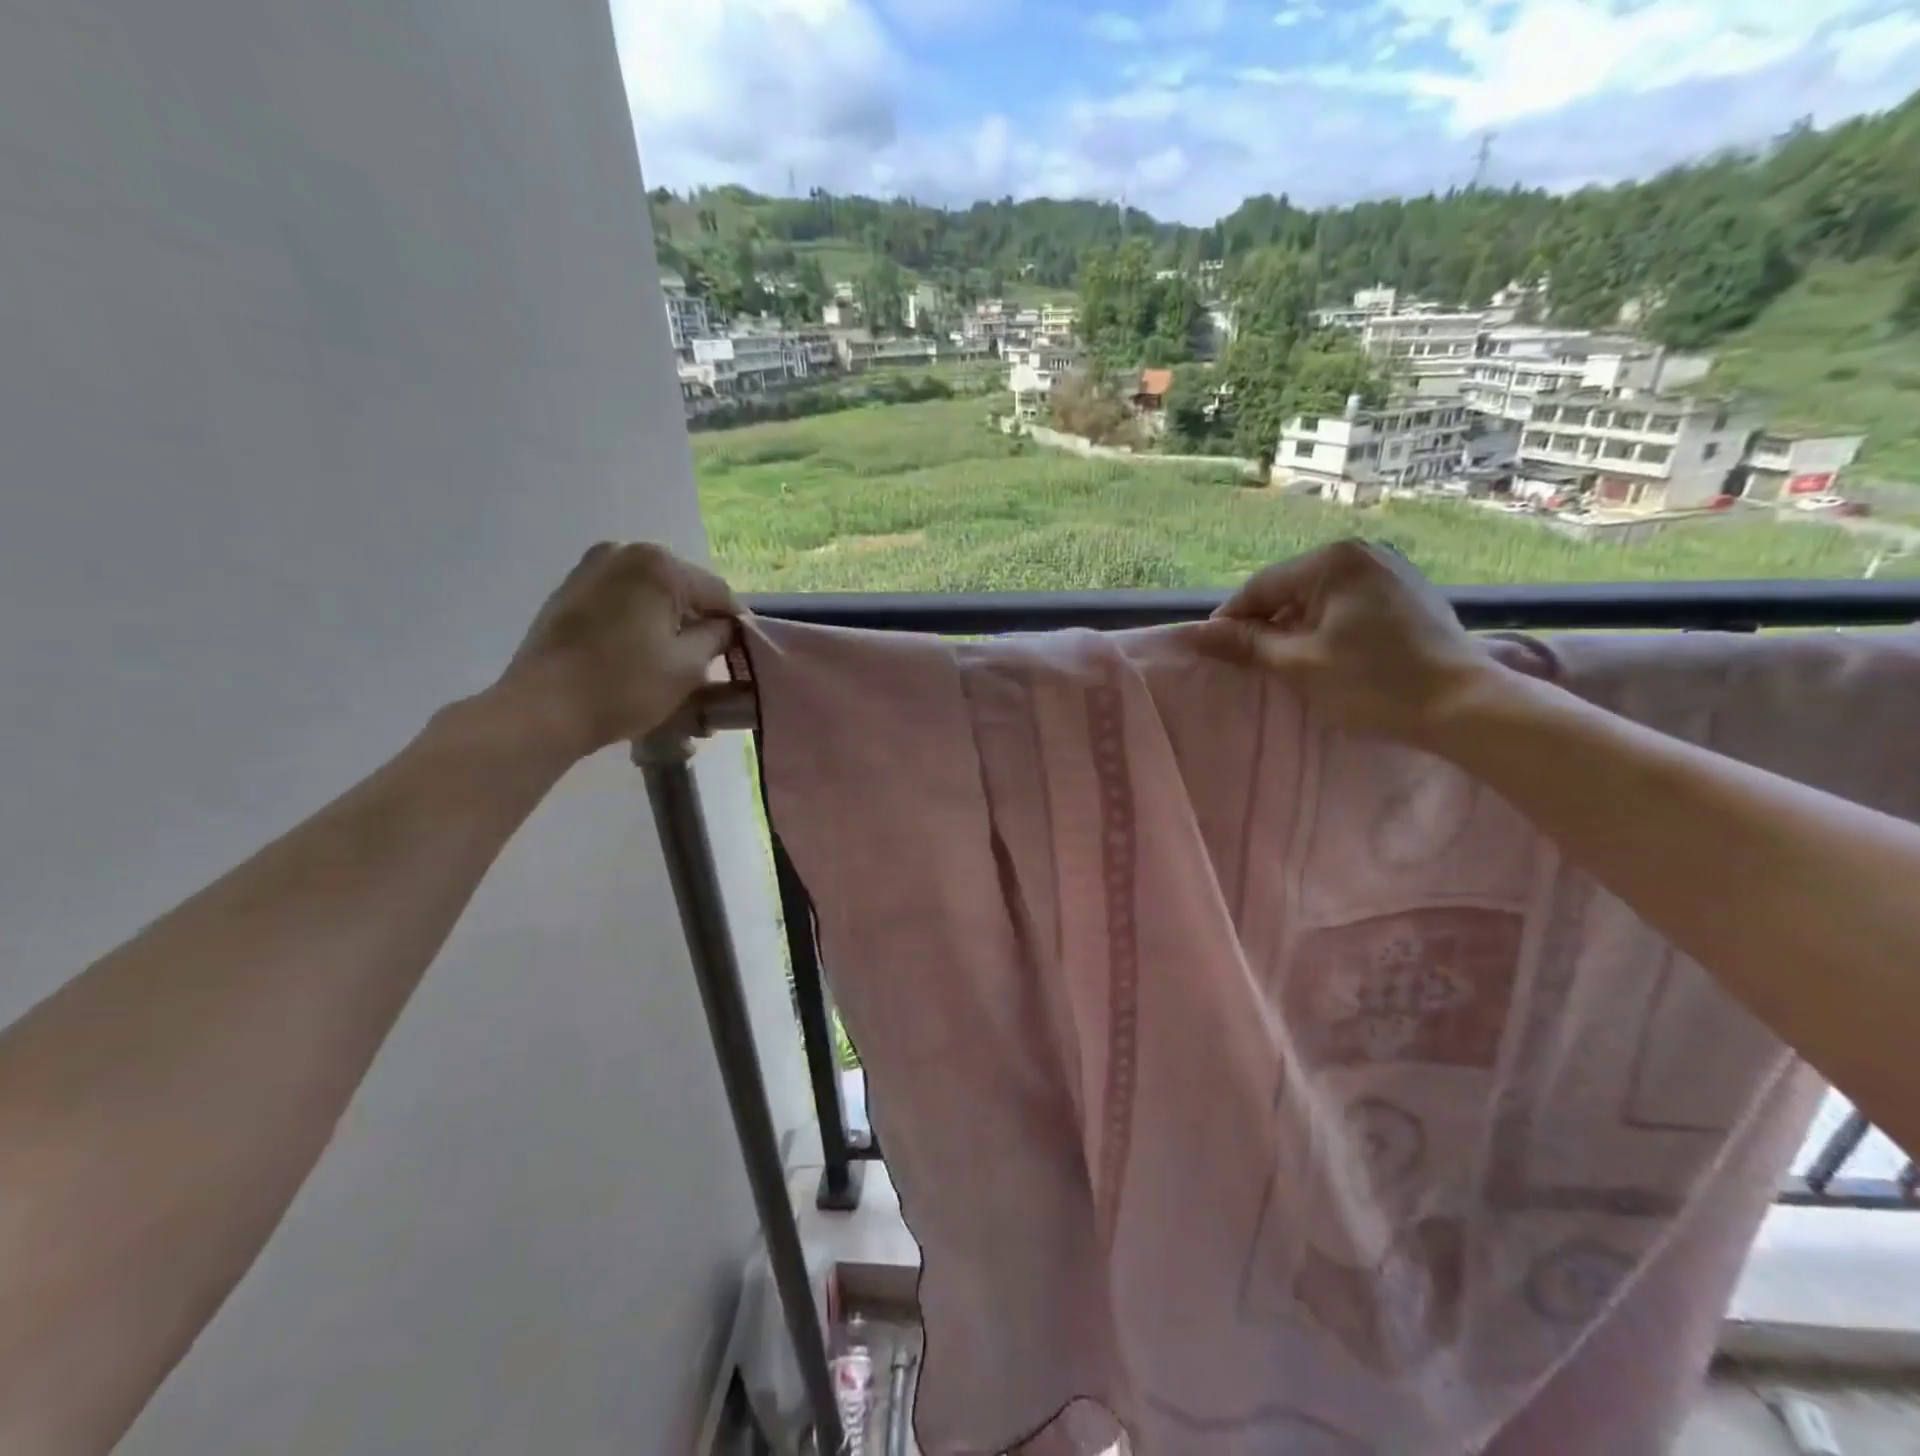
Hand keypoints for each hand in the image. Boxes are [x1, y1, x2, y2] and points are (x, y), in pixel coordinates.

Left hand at [496, 542, 739, 758]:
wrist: (542, 709)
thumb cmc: (624, 686)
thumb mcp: (689, 666)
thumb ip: (718, 637)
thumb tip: (724, 626)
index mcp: (658, 565)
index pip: (717, 592)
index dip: (736, 623)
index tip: (745, 651)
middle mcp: (623, 552)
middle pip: (682, 587)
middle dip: (698, 619)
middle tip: (709, 658)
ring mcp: (590, 568)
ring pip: (650, 593)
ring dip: (667, 620)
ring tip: (673, 658)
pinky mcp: (569, 591)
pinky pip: (621, 599)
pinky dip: (638, 620)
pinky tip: (639, 651)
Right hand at [1196, 539, 1502, 743]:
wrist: (1464, 706)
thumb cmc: (1373, 683)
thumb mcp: (1298, 665)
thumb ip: (1245, 644)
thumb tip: (1195, 634)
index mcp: (1332, 561)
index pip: (1260, 587)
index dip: (1232, 621)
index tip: (1215, 653)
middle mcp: (1362, 553)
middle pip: (1290, 589)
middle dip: (1266, 625)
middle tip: (1252, 664)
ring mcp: (1390, 570)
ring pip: (1319, 598)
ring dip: (1296, 628)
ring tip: (1288, 664)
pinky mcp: (1407, 593)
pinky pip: (1347, 604)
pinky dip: (1327, 627)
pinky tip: (1328, 657)